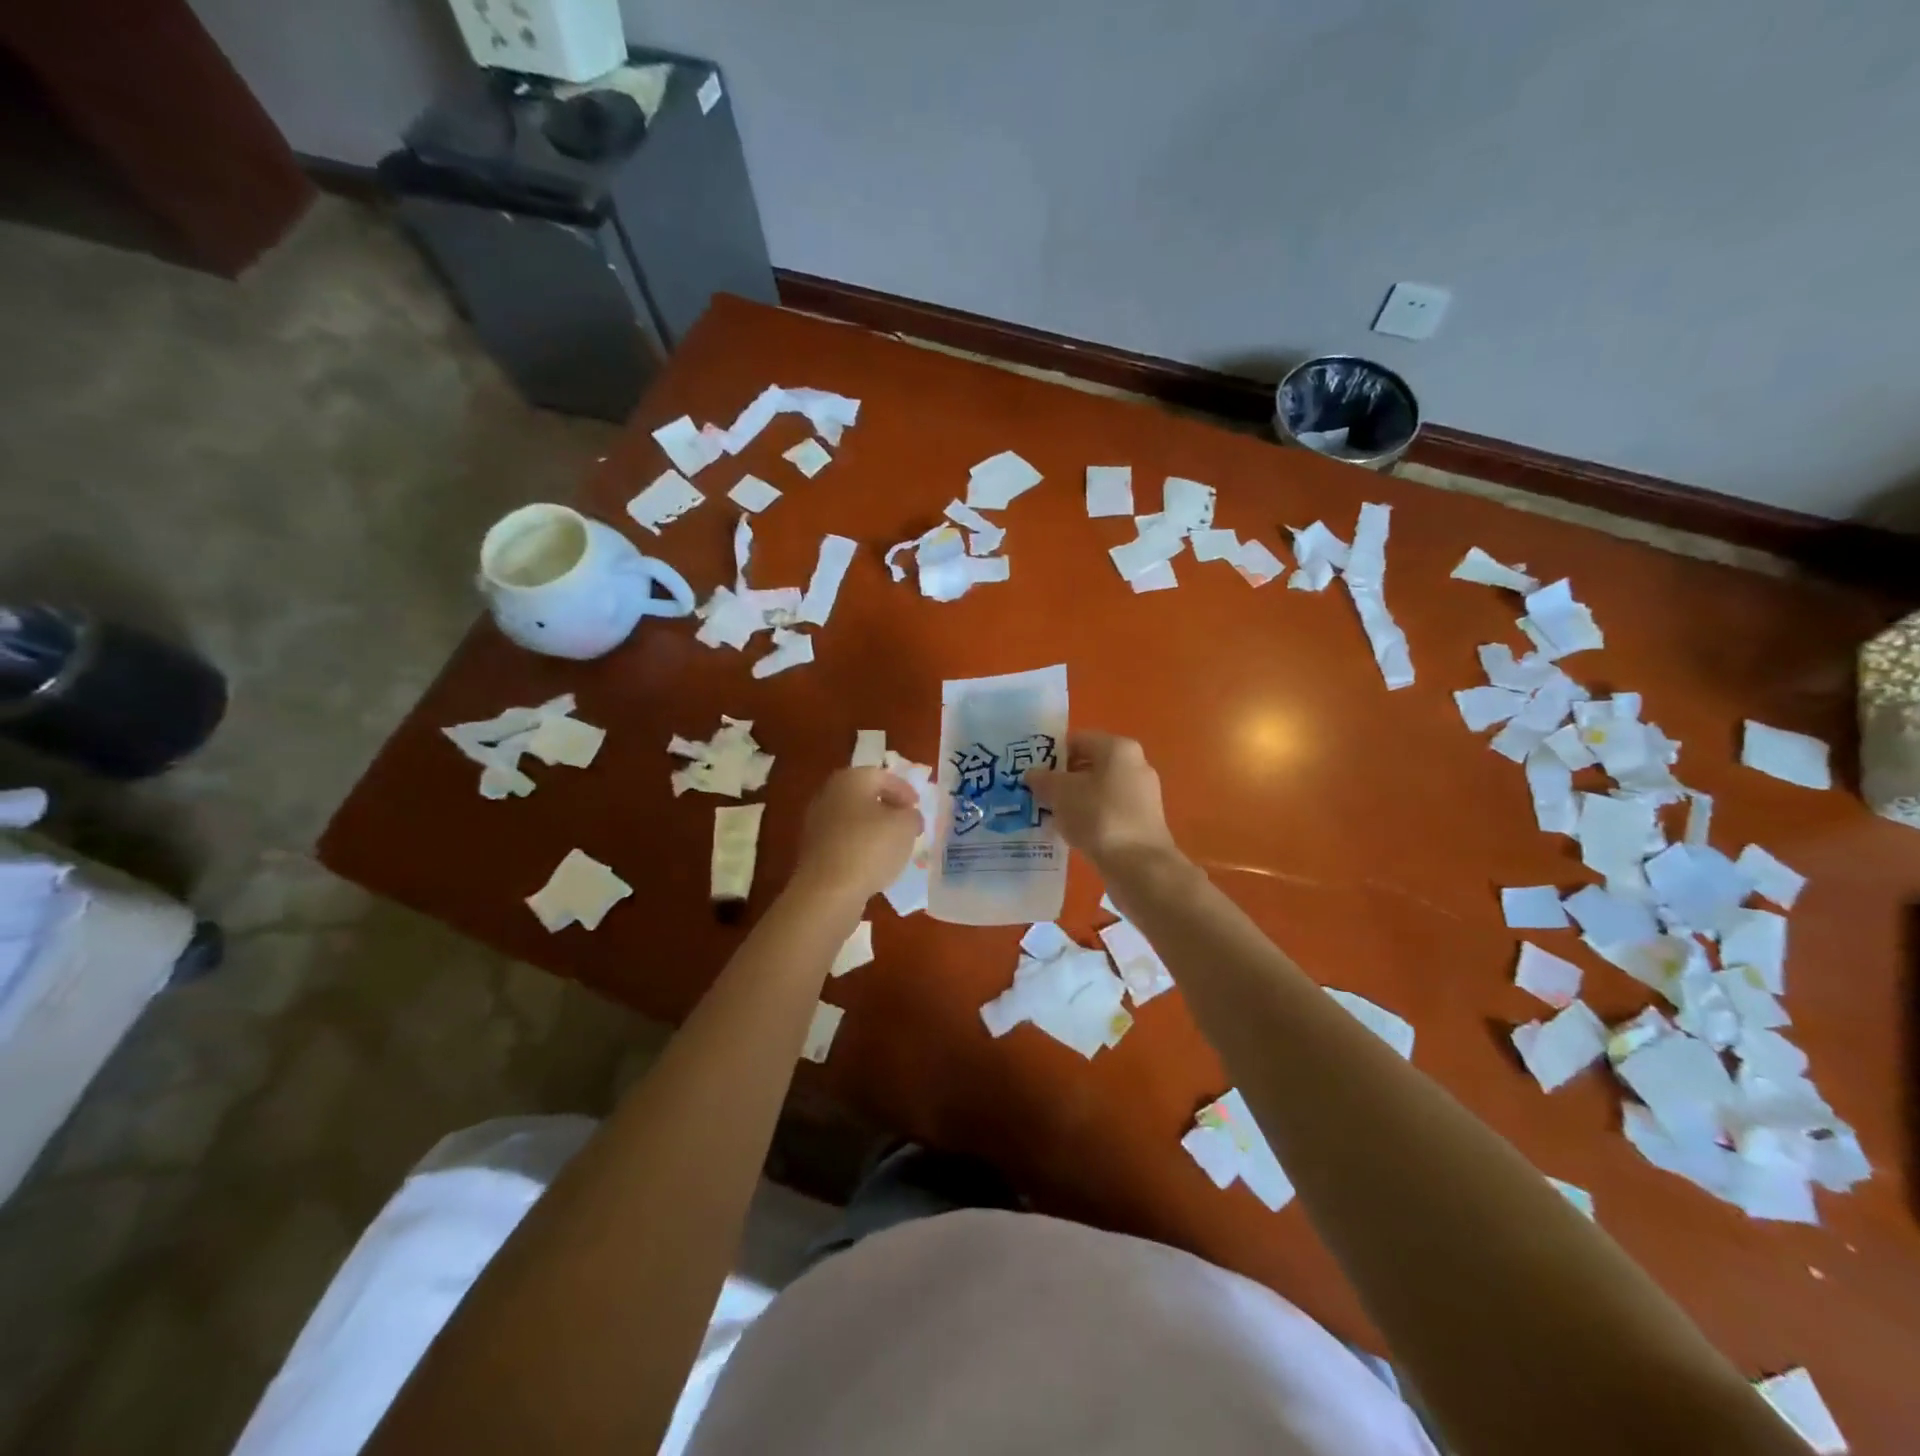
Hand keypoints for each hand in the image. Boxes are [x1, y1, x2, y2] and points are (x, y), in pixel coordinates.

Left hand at [790, 767, 922, 904]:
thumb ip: (912, 815)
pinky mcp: (813, 850)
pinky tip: (873, 862)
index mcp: (851, 779)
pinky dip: (860, 846)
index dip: (904, 790)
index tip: (917, 807)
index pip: (882, 776)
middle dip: (888, 808)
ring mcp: (817, 823)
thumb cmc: (870, 848)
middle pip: (865, 796)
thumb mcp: (906, 826)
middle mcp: (829, 795)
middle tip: (907, 823)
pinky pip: (844, 841)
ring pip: (853, 819)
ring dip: (874, 828)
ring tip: (894, 845)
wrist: (828, 891)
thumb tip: (908, 816)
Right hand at [1024, 731, 1176, 867]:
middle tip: (1037, 794)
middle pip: (1089, 764)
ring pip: (1098, 789)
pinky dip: (1090, 817)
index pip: (1076, 740)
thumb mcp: (1060, 793)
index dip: (1050, 754)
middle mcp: (1135, 764)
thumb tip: (1032, 775)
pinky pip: (1109, 810)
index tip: (1031, 772)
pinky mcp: (1144, 820)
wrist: (1139, 865)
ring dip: (1074, 800)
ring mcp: (1142, 794)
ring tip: (1051, 815)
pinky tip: (1073, 832)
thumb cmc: (1098, 816)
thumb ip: (1043, 779)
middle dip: (1062, 779)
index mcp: (1118, 748)